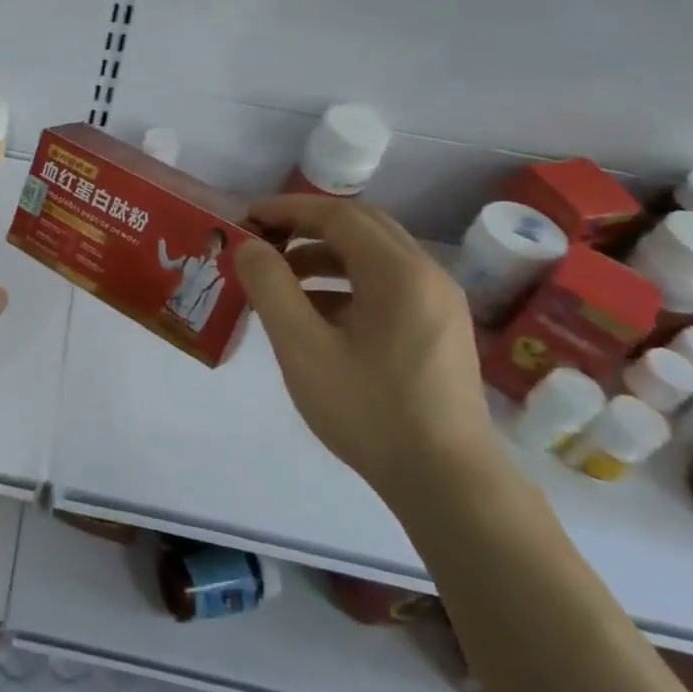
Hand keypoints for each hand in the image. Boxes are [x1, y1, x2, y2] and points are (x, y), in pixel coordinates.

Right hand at [233, 196, 494, 500]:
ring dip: (325, 253)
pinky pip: (389, 283)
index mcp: (399, 272)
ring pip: (376, 255)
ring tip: (281, 276)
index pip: (337, 215)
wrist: (447, 481)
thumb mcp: (303, 348)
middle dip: (306, 225)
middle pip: (362, 226)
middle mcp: (427, 274)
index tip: (246, 218)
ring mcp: (440, 302)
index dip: (287, 210)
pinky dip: (348, 281)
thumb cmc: (369, 410)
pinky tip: (317, 313)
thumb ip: (271, 288)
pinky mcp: (440, 328)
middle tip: (262, 239)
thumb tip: (250, 247)